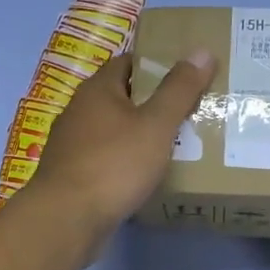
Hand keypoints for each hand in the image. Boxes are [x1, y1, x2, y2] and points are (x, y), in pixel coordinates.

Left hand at [27, 51, 216, 239]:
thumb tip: (201, 51)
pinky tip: (146, 175)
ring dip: (139, 135)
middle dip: (153, 103)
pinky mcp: (72, 175)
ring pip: (114, 131)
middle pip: (122, 97)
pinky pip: (106, 159)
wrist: (67, 219)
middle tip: (190, 111)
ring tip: (176, 145)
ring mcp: (72, 145)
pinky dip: (126, 162)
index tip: (187, 74)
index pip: (129, 62)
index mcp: (97, 89)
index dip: (158, 64)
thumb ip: (179, 90)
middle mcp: (79, 111)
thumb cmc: (114, 164)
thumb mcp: (155, 125)